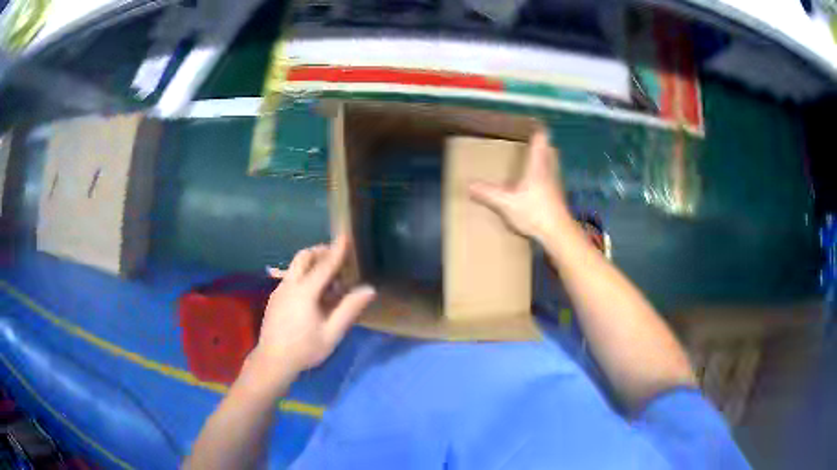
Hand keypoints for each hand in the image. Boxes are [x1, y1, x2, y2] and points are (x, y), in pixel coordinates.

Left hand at [250, 235, 375, 378]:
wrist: (273, 360)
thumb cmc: (305, 349)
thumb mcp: (331, 333)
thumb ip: (349, 309)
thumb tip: (369, 290)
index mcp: (305, 292)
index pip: (324, 265)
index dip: (337, 250)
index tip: (345, 235)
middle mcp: (289, 285)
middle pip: (303, 257)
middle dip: (320, 251)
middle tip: (336, 258)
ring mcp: (279, 291)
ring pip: (295, 266)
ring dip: (312, 264)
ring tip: (329, 281)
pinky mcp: (275, 298)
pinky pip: (291, 278)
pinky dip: (304, 275)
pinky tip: (313, 295)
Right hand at [468, 130, 570, 240]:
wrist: (558, 234)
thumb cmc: (535, 213)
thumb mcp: (507, 203)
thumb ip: (488, 193)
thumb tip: (469, 185)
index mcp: (537, 166)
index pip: (541, 140)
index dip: (537, 129)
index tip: (531, 122)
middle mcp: (549, 171)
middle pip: (548, 151)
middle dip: (540, 145)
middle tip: (529, 142)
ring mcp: (555, 185)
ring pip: (551, 165)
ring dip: (543, 160)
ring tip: (531, 161)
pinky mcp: (557, 198)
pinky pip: (550, 180)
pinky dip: (543, 177)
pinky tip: (535, 186)